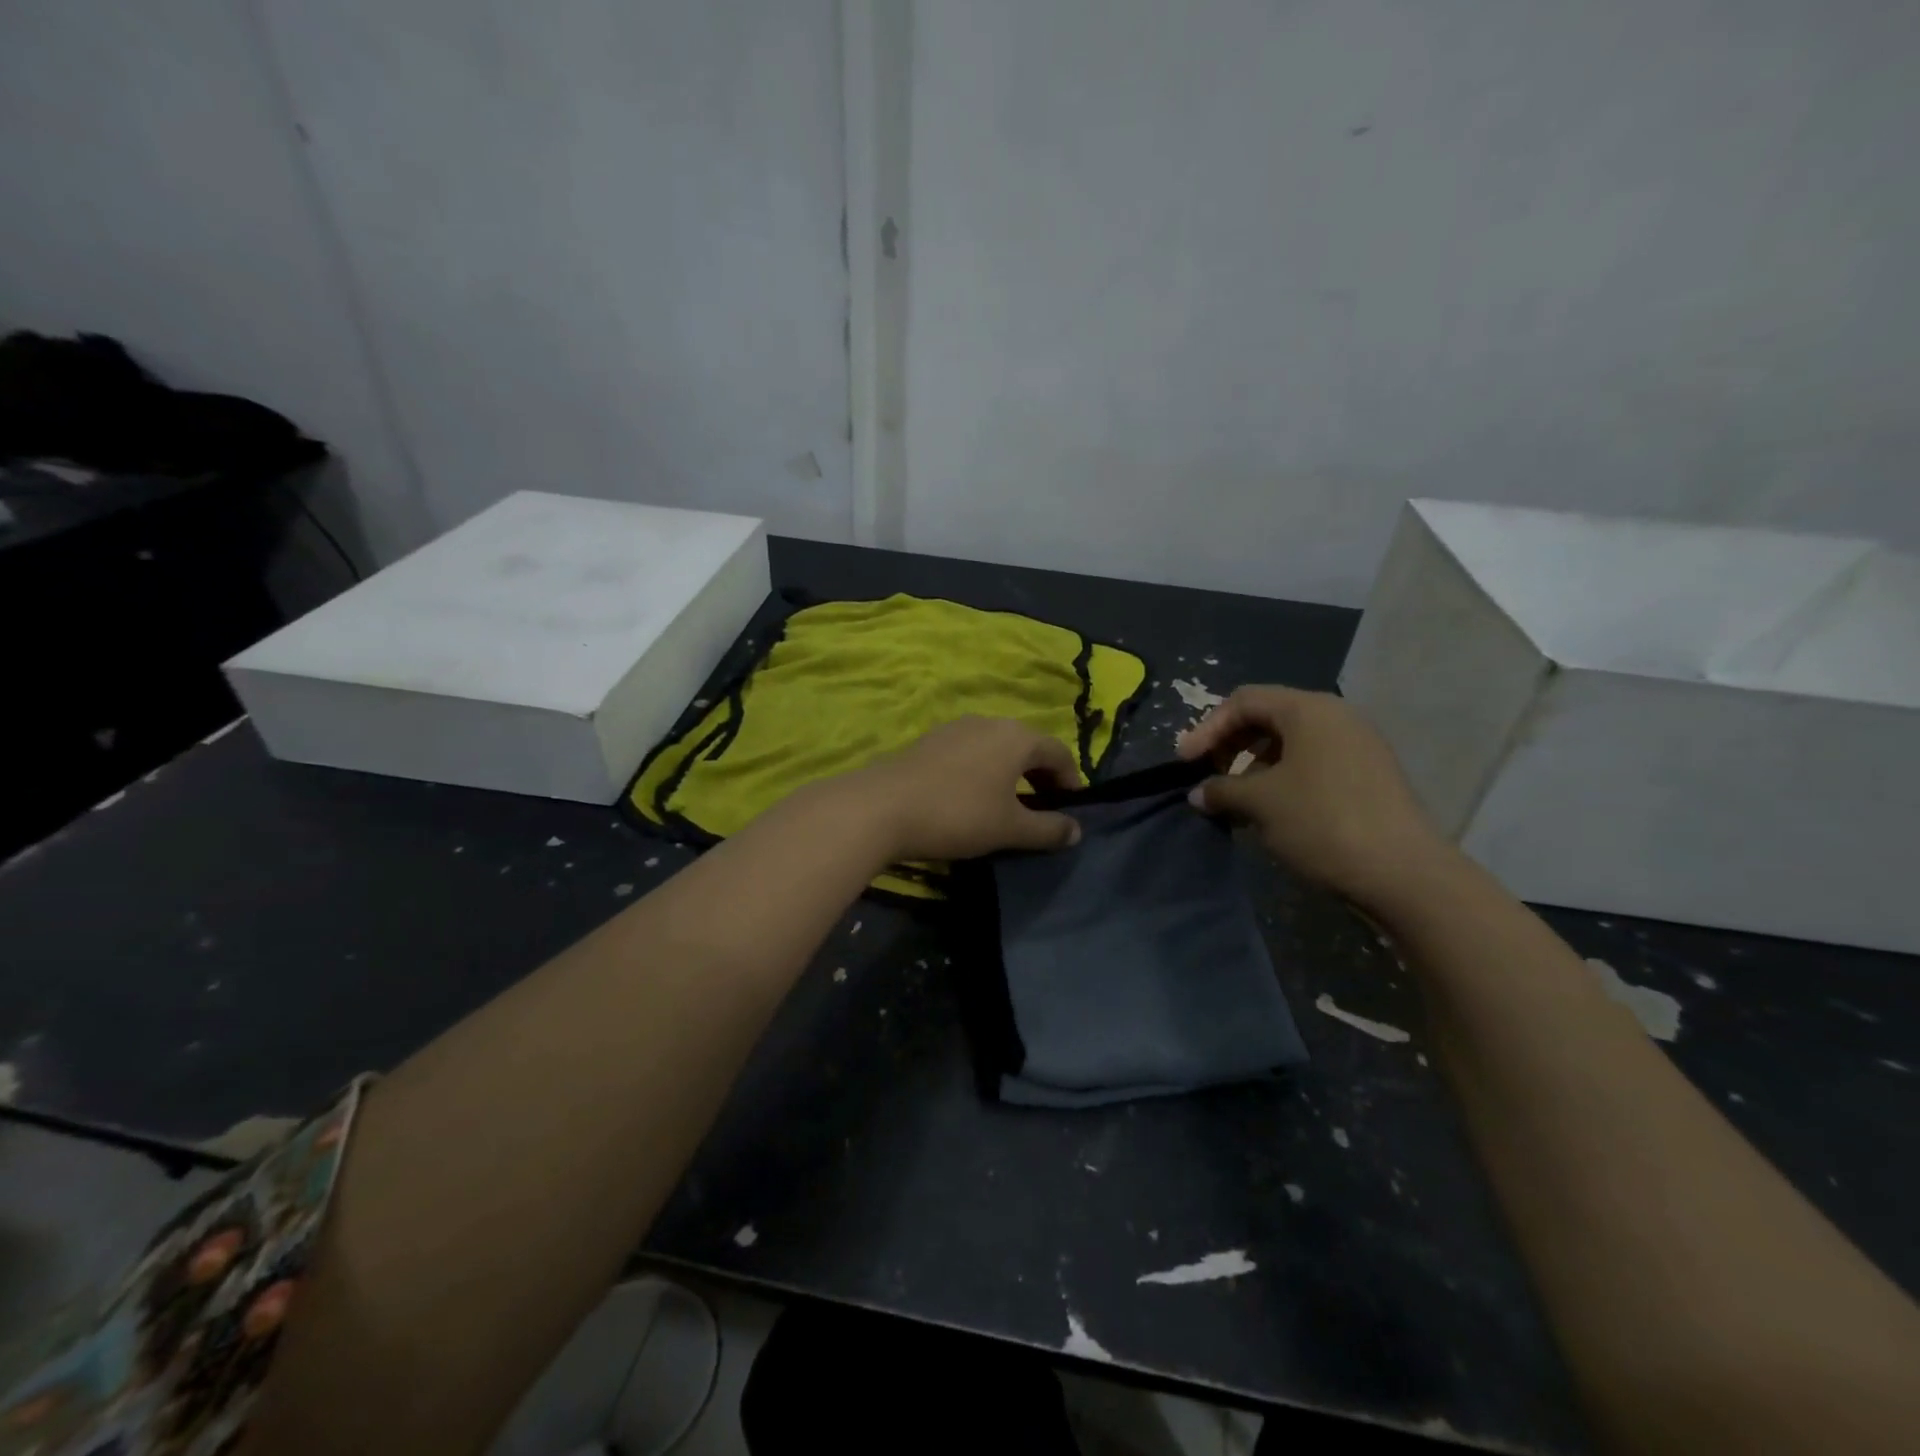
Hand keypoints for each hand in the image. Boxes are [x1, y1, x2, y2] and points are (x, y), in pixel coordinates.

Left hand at [848, 717, 1083, 861]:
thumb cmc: (959, 814)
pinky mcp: (929, 740)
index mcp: (1017, 737)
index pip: (1059, 753)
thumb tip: (1076, 831)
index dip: (1071, 782)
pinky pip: (970, 753)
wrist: (882, 807)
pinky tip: (971, 798)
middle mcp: (990, 722)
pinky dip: (983, 772)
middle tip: (1043, 810)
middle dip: (1040, 777)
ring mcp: (956, 728)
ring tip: (1008, 806)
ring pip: (997, 748)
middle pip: (1028, 747)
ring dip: (1010, 774)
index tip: (1071, 811)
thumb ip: (1048, 829)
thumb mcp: (1010, 828)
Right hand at [1177, 685, 1448, 909]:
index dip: (1207, 728)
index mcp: (1309, 710)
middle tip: (1207, 775)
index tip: (1185, 762)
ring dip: (1254, 766)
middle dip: (1231, 744)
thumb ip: (1221, 790)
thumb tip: (1199, 793)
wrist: (1403, 873)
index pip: (1244, 701)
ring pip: (1291, 743)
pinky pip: (1313, 764)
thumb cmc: (1322, 822)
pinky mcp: (1368, 776)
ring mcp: (1357, 746)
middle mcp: (1336, 717)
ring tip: (1236, 799)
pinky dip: (1282, 779)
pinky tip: (1270, 811)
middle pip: (1268, 717)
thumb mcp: (1260, 803)